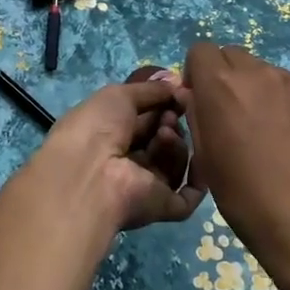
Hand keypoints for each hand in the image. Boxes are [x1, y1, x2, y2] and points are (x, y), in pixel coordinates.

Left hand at [28, 73, 200, 231]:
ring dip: (176, 144)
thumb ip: (150, 89)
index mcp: (112, 136)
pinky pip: (190, 195)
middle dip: (170, 122)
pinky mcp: (162, 207)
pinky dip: (200, 176)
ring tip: (164, 135)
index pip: (147, 119)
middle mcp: (129, 162)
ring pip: (176, 162)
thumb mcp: (119, 95)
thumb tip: (178, 82)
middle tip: (168, 116)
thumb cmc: (96, 127)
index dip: (164, 105)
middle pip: (163, 139)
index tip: (178, 93)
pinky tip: (199, 156)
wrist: (89, 173)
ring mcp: (146, 186)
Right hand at [180, 43, 289, 275]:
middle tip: (226, 112)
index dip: (195, 73)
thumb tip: (192, 94)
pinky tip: (281, 133)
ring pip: (259, 68)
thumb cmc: (244, 194)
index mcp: (220, 85)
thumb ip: (196, 114)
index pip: (200, 51)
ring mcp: (288, 83)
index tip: (199, 100)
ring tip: (257, 125)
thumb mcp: (206, 156)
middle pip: (230, 54)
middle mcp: (255, 73)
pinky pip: (283, 85)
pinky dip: (274, 98)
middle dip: (222, 75)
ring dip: (250, 85)